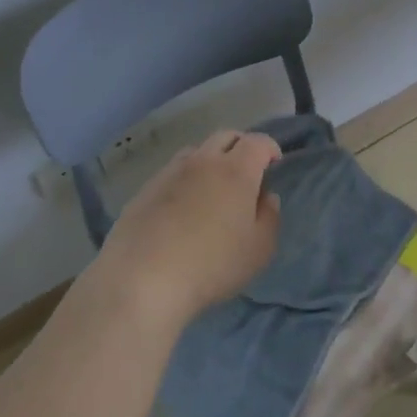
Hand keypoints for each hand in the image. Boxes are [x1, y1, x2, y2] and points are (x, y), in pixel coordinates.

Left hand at [95, 130, 282, 327]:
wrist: (142, 280)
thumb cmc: (211, 265)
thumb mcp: (259, 250)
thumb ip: (269, 217)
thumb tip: (266, 197)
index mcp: (236, 170)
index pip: (257, 142)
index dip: (270, 148)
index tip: (274, 163)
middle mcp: (203, 161)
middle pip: (225, 136)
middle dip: (241, 146)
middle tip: (247, 170)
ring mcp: (170, 173)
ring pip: (196, 151)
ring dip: (211, 160)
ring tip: (213, 188)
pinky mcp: (145, 190)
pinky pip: (172, 172)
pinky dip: (185, 179)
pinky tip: (182, 207)